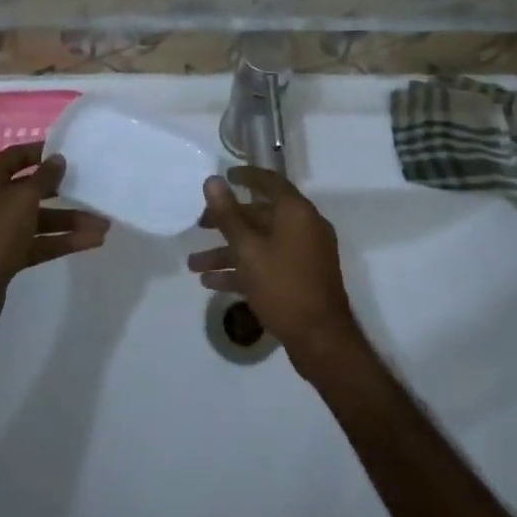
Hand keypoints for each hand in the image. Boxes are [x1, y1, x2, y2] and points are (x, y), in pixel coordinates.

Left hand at [0, 142, 108, 341]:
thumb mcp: (21, 199)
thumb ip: (43, 178)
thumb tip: (58, 159)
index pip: (18, 156)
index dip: (43, 152)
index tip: (72, 153)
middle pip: (33, 189)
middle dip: (63, 190)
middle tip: (92, 187)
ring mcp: (0, 230)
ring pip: (40, 219)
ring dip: (70, 220)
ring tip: (103, 224)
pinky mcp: (8, 256)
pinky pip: (40, 242)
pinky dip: (63, 241)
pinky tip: (91, 242)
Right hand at [186, 167, 366, 377]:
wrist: (321, 340)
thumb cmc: (283, 286)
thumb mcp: (248, 249)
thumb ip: (228, 214)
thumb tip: (213, 180)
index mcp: (296, 211)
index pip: (268, 181)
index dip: (245, 176)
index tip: (224, 177)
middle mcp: (303, 226)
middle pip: (260, 215)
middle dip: (227, 222)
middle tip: (199, 226)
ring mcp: (304, 254)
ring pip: (261, 243)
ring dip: (228, 252)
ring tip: (194, 266)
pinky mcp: (301, 278)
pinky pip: (268, 263)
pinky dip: (244, 270)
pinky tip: (212, 283)